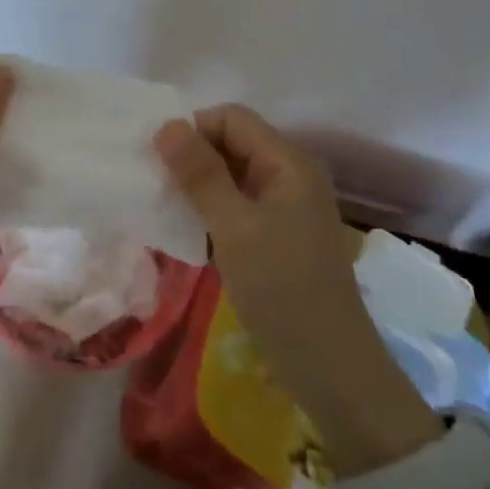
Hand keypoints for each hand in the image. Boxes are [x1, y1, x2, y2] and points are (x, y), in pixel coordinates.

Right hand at [154, 104, 433, 463]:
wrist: (332, 370)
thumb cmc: (283, 291)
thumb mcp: (234, 228)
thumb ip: (200, 174)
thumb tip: (167, 124)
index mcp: (288, 162)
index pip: (231, 118)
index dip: (193, 130)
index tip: (160, 162)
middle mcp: (291, 174)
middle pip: (232, 142)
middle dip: (193, 157)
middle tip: (157, 186)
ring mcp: (288, 205)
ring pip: (232, 174)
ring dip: (199, 184)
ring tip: (167, 207)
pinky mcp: (280, 234)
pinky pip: (239, 203)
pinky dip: (212, 208)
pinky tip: (191, 230)